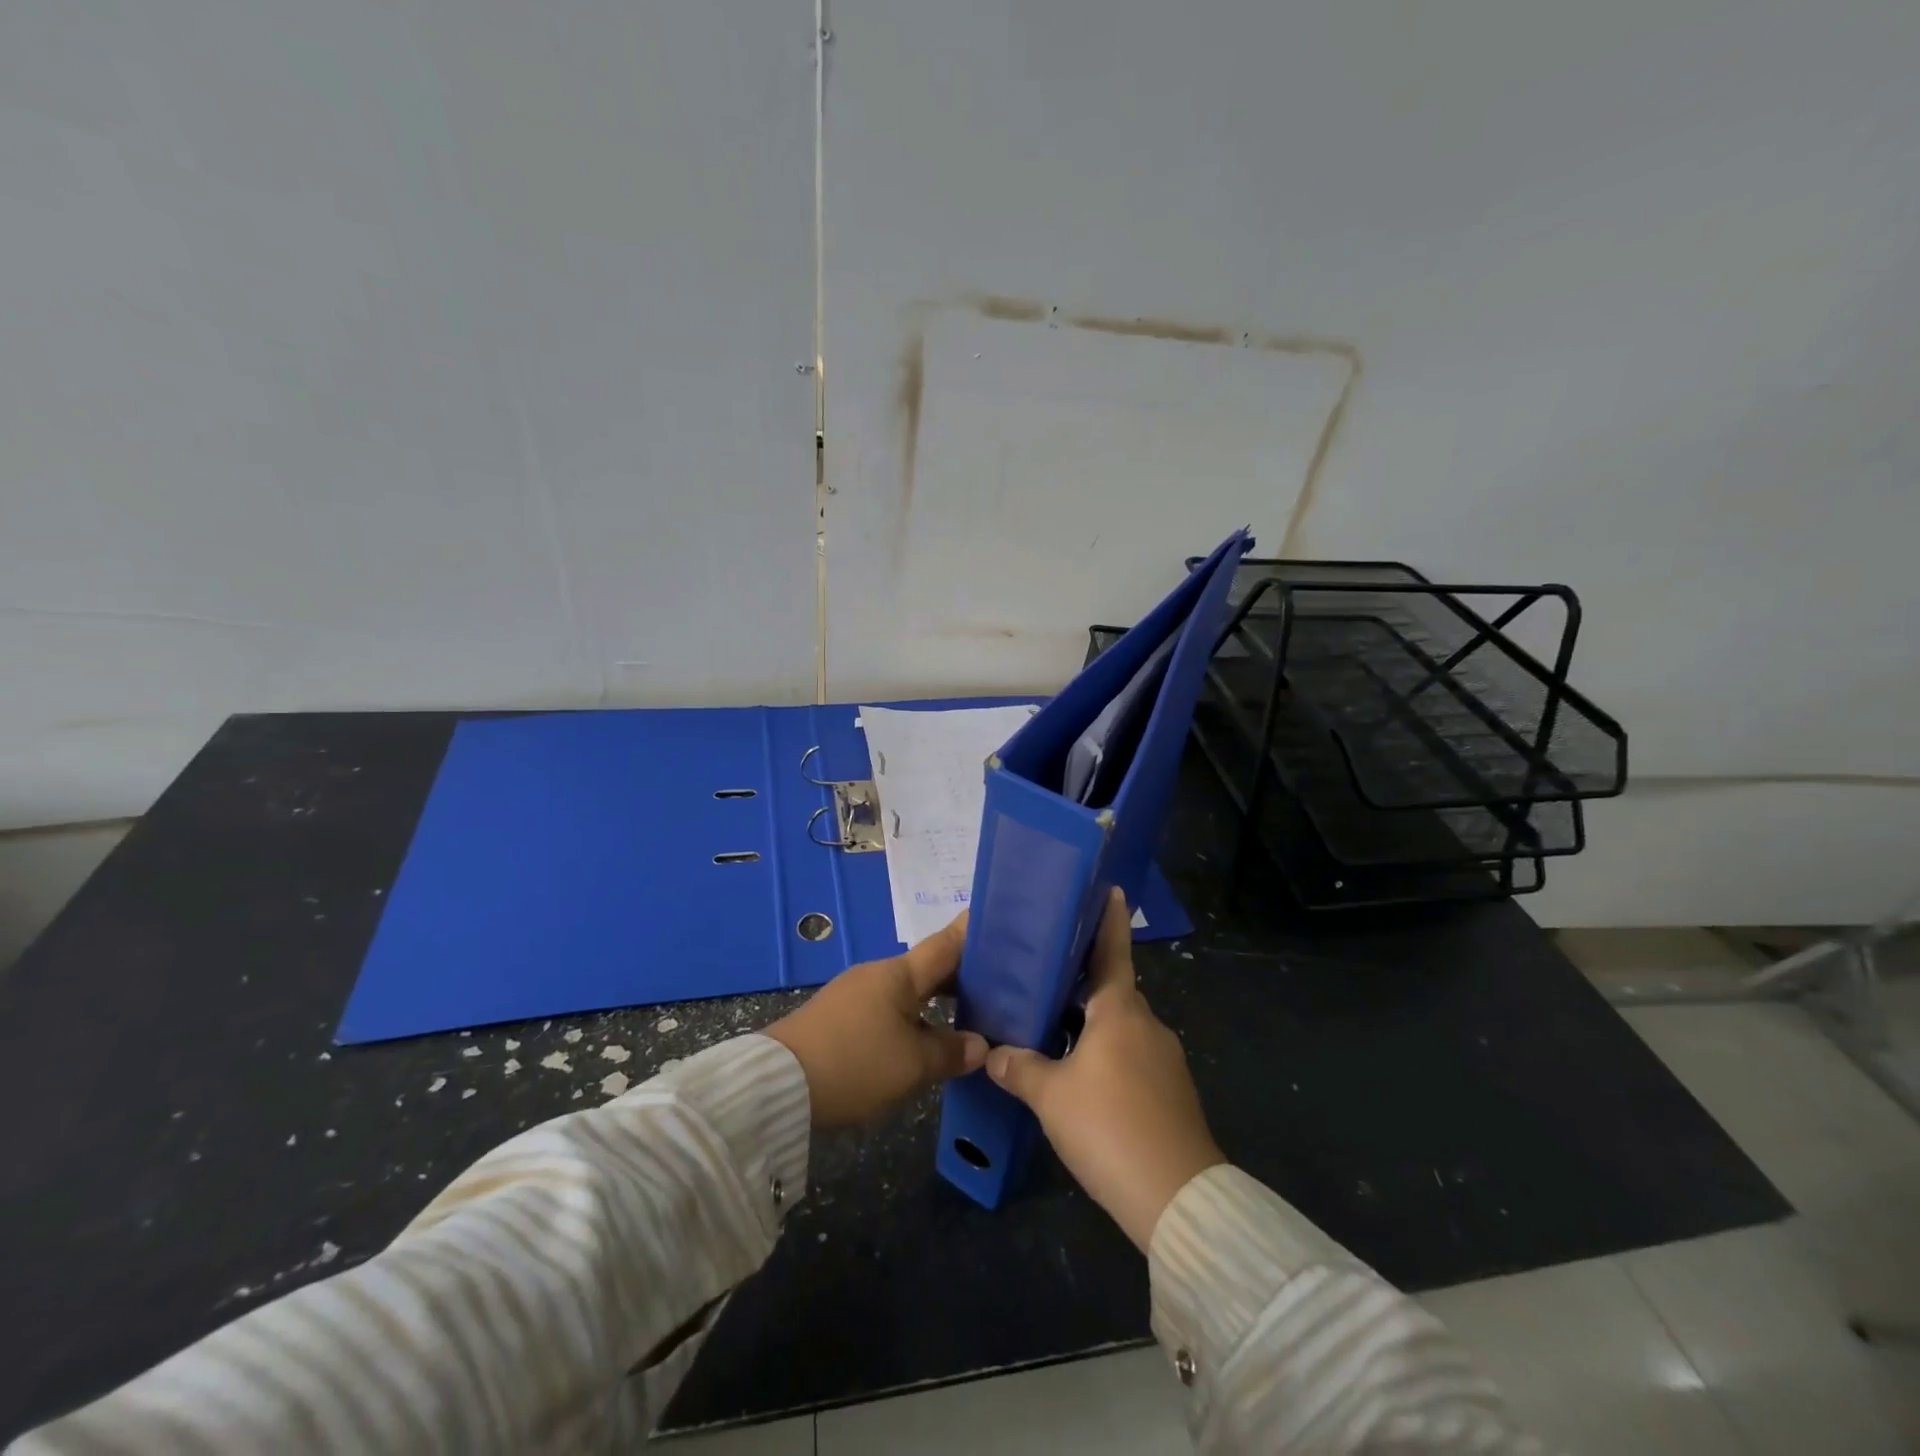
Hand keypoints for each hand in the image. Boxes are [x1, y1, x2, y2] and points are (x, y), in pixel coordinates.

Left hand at [767, 915, 987, 1127]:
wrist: (778, 1085)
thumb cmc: (856, 1063)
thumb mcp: (912, 1065)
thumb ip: (951, 1052)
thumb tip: (980, 1045)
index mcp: (899, 974)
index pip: (945, 944)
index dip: (971, 932)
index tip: (996, 919)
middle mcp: (878, 974)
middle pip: (927, 968)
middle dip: (961, 976)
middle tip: (998, 985)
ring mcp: (854, 993)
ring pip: (907, 990)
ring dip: (935, 999)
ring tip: (967, 1015)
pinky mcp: (838, 1017)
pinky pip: (887, 1007)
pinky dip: (912, 1015)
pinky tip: (922, 1037)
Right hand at [986, 888, 1223, 1249]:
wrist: (1177, 1199)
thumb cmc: (1109, 1127)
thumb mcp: (1051, 1096)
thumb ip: (1019, 1068)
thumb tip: (993, 1053)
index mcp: (1120, 1011)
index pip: (1113, 950)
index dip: (1109, 919)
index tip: (1111, 889)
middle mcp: (1147, 1024)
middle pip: (1111, 991)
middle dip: (1080, 983)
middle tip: (1042, 976)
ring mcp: (1164, 1059)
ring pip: (1119, 1028)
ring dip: (1090, 1025)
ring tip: (1050, 1029)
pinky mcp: (1171, 1092)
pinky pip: (1131, 1058)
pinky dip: (1105, 1055)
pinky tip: (1080, 1077)